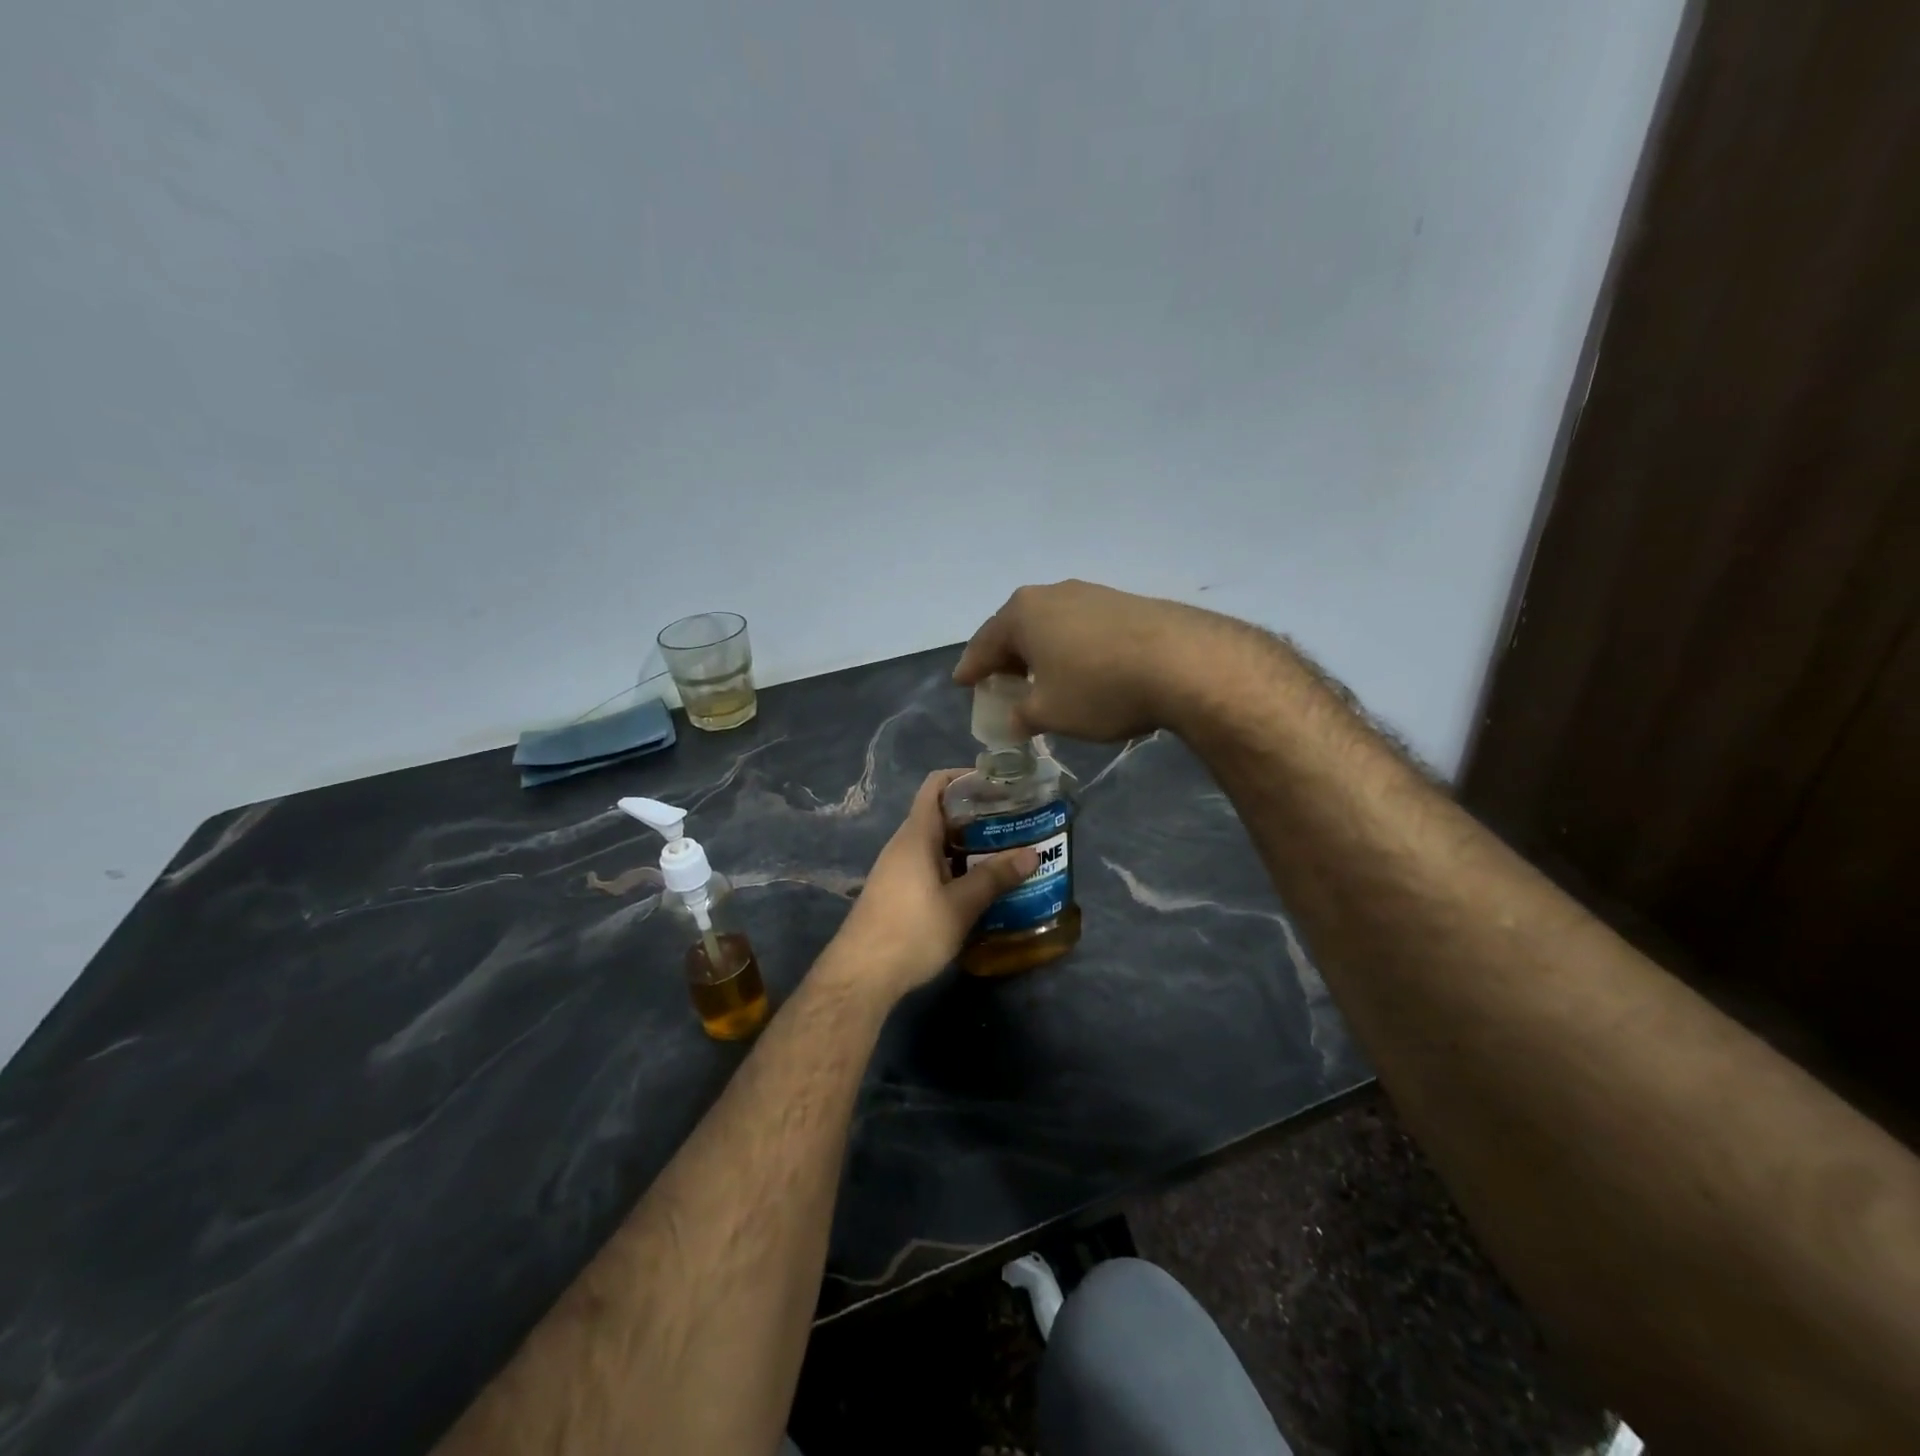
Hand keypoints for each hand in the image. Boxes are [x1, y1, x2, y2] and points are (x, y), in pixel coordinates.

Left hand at [825, 771, 1038, 998]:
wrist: (860, 976)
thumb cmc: (912, 932)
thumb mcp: (960, 906)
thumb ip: (995, 877)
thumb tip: (1031, 853)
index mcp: (917, 835)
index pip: (936, 785)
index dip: (965, 777)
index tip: (998, 784)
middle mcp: (904, 845)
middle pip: (941, 814)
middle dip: (977, 815)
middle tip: (1014, 823)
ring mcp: (898, 869)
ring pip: (937, 844)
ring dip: (969, 845)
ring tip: (1006, 853)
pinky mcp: (897, 892)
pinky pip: (930, 866)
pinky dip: (955, 867)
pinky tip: (979, 886)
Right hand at [954, 580, 1226, 741]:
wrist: (1183, 663)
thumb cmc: (1098, 688)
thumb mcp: (1049, 712)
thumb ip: (1021, 715)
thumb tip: (1014, 718)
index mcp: (1023, 613)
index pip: (984, 643)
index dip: (971, 667)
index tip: (962, 683)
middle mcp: (1052, 594)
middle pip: (1017, 628)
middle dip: (1005, 657)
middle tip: (999, 682)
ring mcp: (1092, 594)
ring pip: (1051, 625)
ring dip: (1041, 652)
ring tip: (1041, 677)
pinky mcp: (1125, 603)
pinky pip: (1082, 628)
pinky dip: (1071, 649)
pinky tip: (1082, 669)